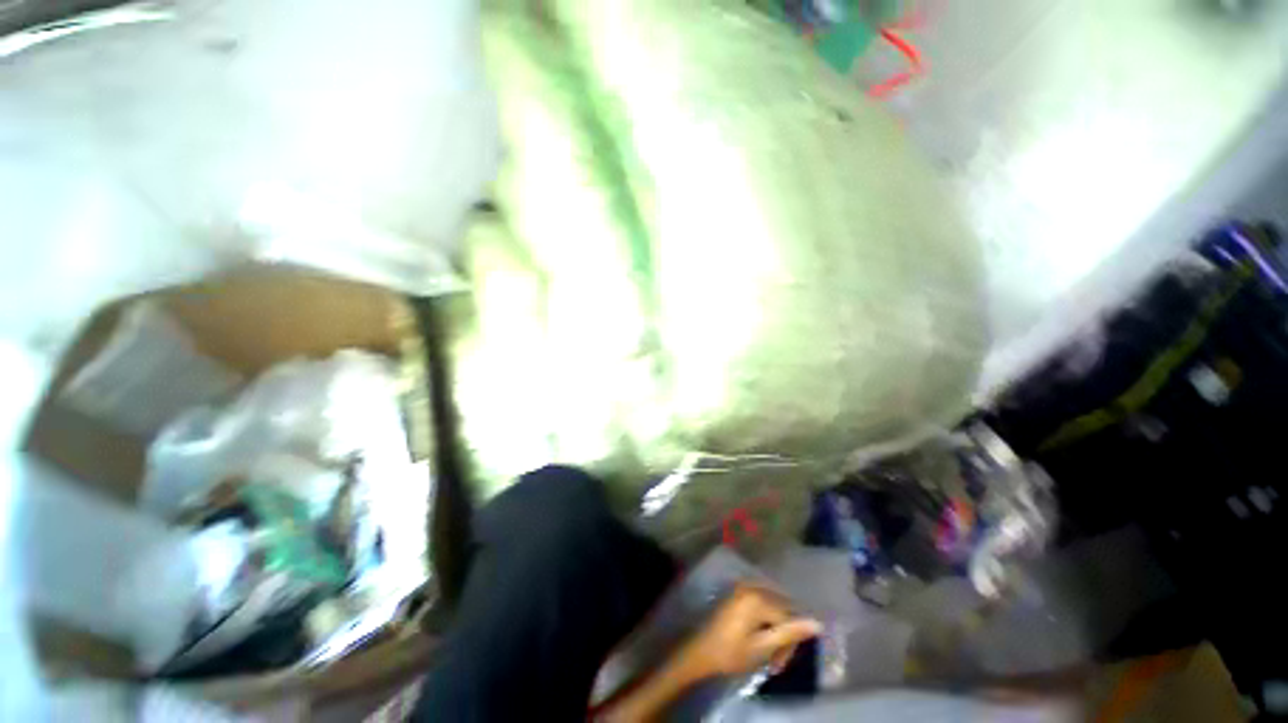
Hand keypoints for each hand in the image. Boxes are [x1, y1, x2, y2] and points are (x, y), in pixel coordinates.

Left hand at [678, 584, 822, 681]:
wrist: (700, 652)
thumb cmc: (730, 652)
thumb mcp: (762, 648)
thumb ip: (788, 633)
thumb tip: (817, 623)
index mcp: (757, 598)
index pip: (788, 617)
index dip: (790, 641)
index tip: (781, 663)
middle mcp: (752, 587)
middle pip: (781, 609)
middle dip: (783, 636)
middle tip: (776, 661)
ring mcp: (743, 589)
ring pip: (772, 608)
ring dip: (775, 631)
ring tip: (769, 654)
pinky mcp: (738, 594)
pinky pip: (761, 605)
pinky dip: (765, 623)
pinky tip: (761, 640)